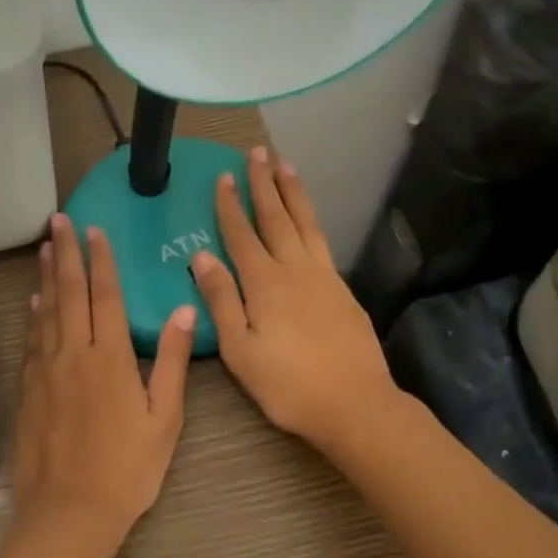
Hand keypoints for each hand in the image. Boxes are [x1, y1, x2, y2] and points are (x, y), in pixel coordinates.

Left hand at [10, 212, 195, 547]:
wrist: (68, 511)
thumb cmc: (127, 469)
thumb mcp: (164, 418)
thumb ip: (172, 362)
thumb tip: (184, 311)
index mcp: (110, 357)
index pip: (105, 295)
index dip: (100, 260)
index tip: (95, 230)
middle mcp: (73, 353)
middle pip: (68, 292)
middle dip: (64, 253)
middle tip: (59, 220)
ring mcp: (45, 370)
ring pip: (45, 311)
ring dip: (45, 276)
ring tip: (44, 247)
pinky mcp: (28, 389)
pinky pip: (31, 340)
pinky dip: (33, 315)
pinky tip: (33, 302)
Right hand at [189, 147, 400, 458]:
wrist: (356, 404)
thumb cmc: (288, 384)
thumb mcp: (240, 350)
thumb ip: (221, 300)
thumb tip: (201, 256)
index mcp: (264, 283)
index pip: (241, 234)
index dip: (230, 204)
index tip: (223, 176)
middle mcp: (294, 269)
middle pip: (276, 217)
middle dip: (264, 183)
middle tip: (258, 152)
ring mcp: (323, 276)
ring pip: (304, 223)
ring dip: (293, 193)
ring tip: (286, 165)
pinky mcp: (342, 289)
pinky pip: (321, 241)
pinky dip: (311, 219)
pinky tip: (308, 219)